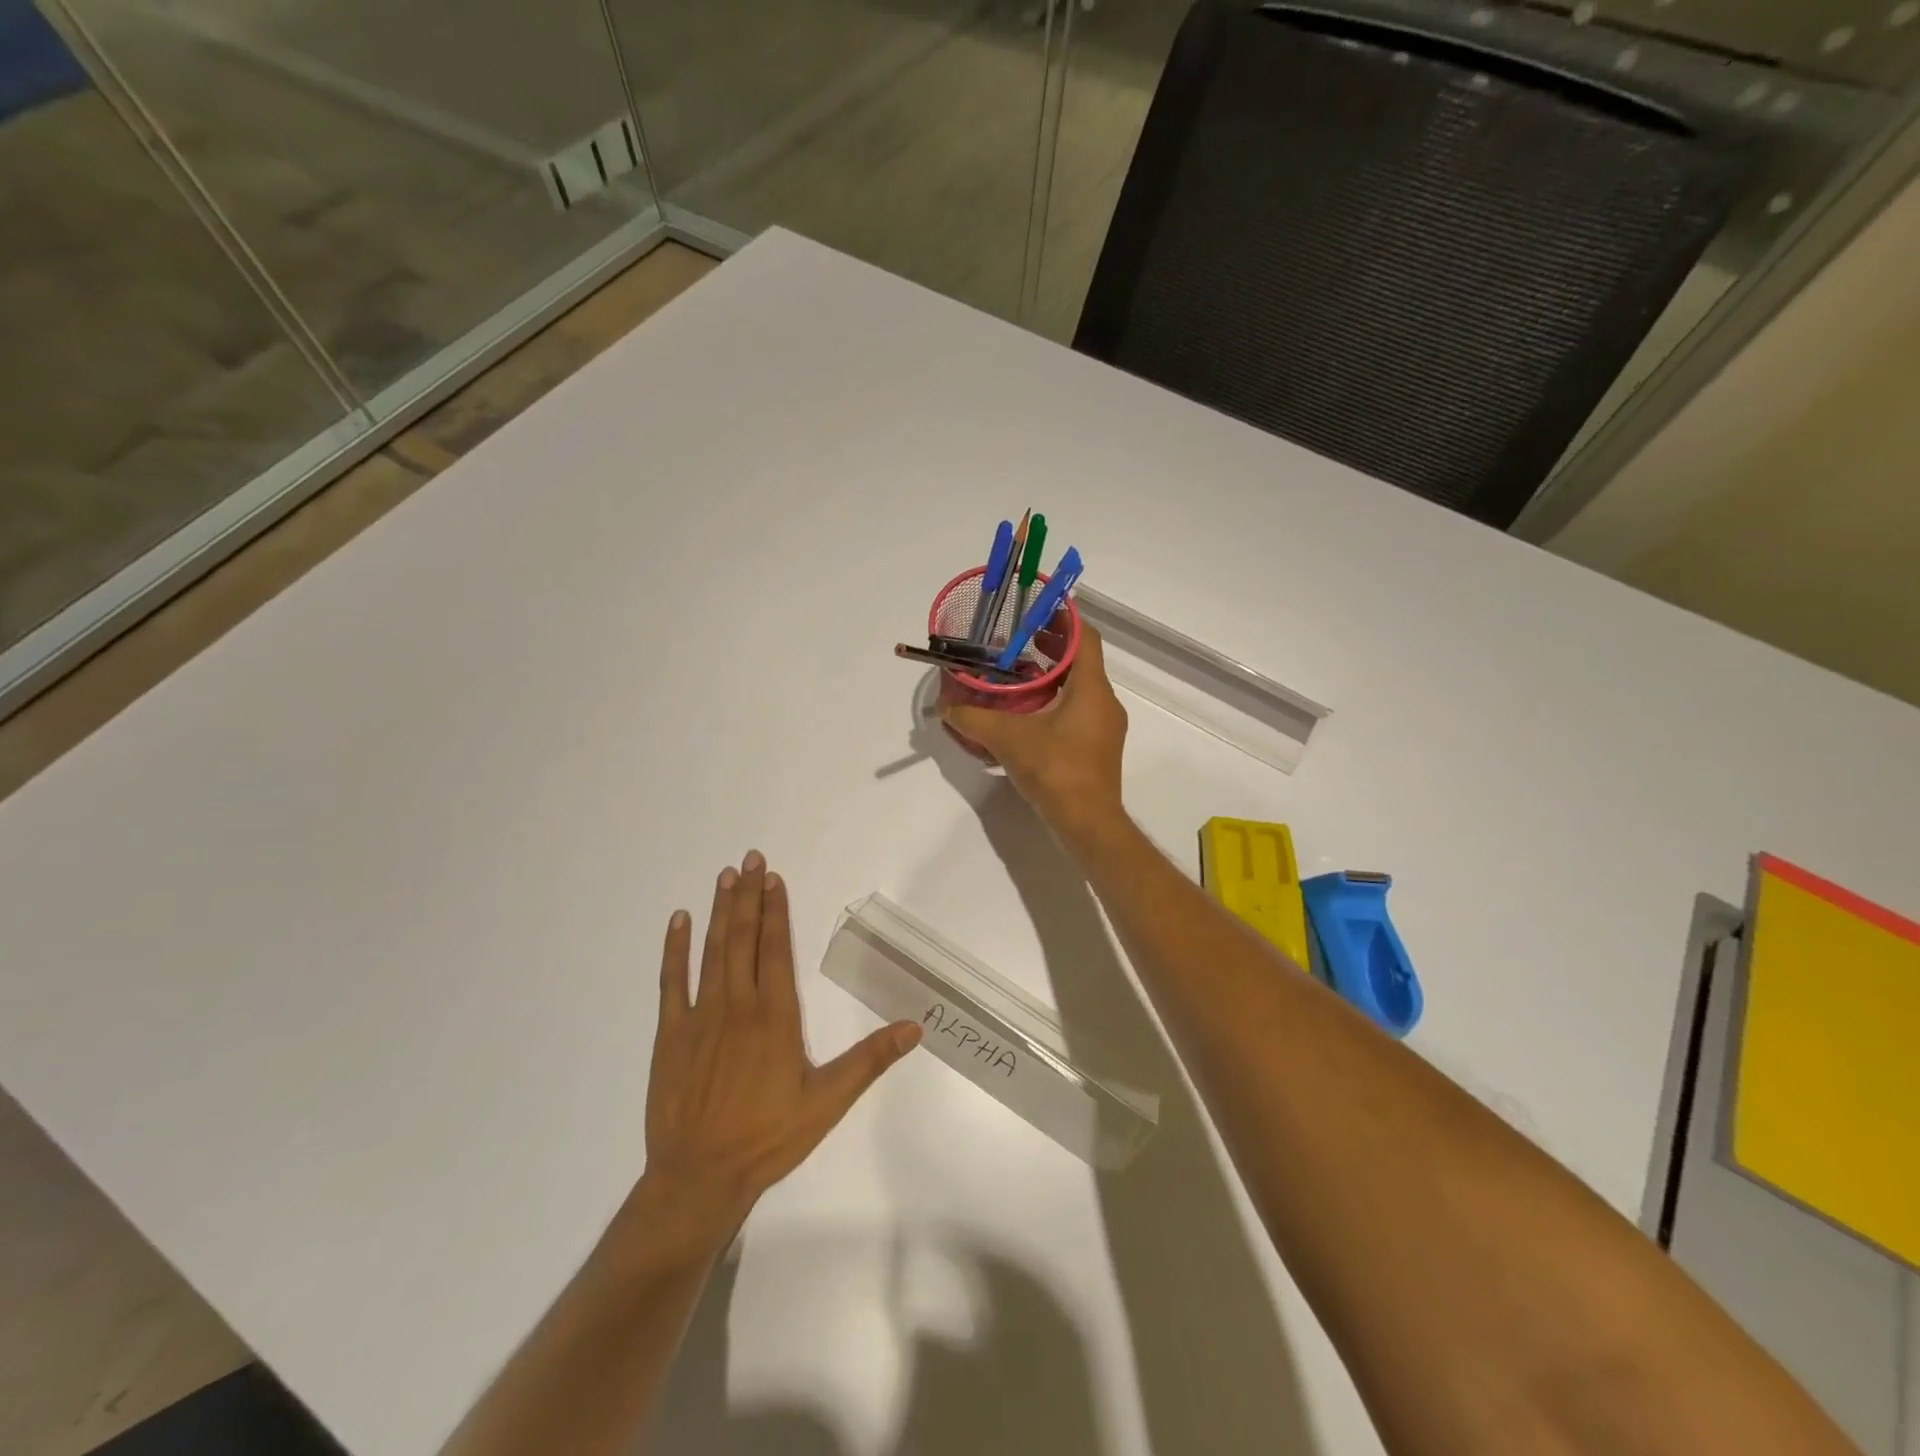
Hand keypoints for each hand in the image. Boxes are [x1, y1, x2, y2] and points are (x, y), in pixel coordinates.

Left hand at [617, 852, 921, 1269]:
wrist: (698, 1178)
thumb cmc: (768, 1138)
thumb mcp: (828, 1102)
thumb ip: (870, 1060)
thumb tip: (915, 1026)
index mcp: (775, 1017)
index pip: (776, 950)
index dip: (776, 911)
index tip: (774, 878)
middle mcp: (738, 1006)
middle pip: (744, 939)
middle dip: (748, 896)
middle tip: (750, 858)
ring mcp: (700, 1017)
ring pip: (712, 951)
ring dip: (720, 911)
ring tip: (725, 876)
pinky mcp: (671, 1034)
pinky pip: (671, 982)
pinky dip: (674, 949)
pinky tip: (679, 921)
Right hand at [942, 625, 1128, 843]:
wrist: (1088, 824)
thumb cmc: (1056, 770)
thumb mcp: (1007, 739)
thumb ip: (973, 719)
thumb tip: (945, 707)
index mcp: (1092, 688)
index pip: (1086, 637)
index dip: (1064, 618)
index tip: (1037, 610)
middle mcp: (1104, 702)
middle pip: (1081, 661)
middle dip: (1051, 648)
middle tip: (1016, 641)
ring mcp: (1103, 728)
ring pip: (1079, 689)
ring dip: (1051, 677)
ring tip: (1016, 674)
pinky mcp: (1096, 750)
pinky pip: (1077, 712)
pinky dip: (1054, 703)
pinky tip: (1026, 715)